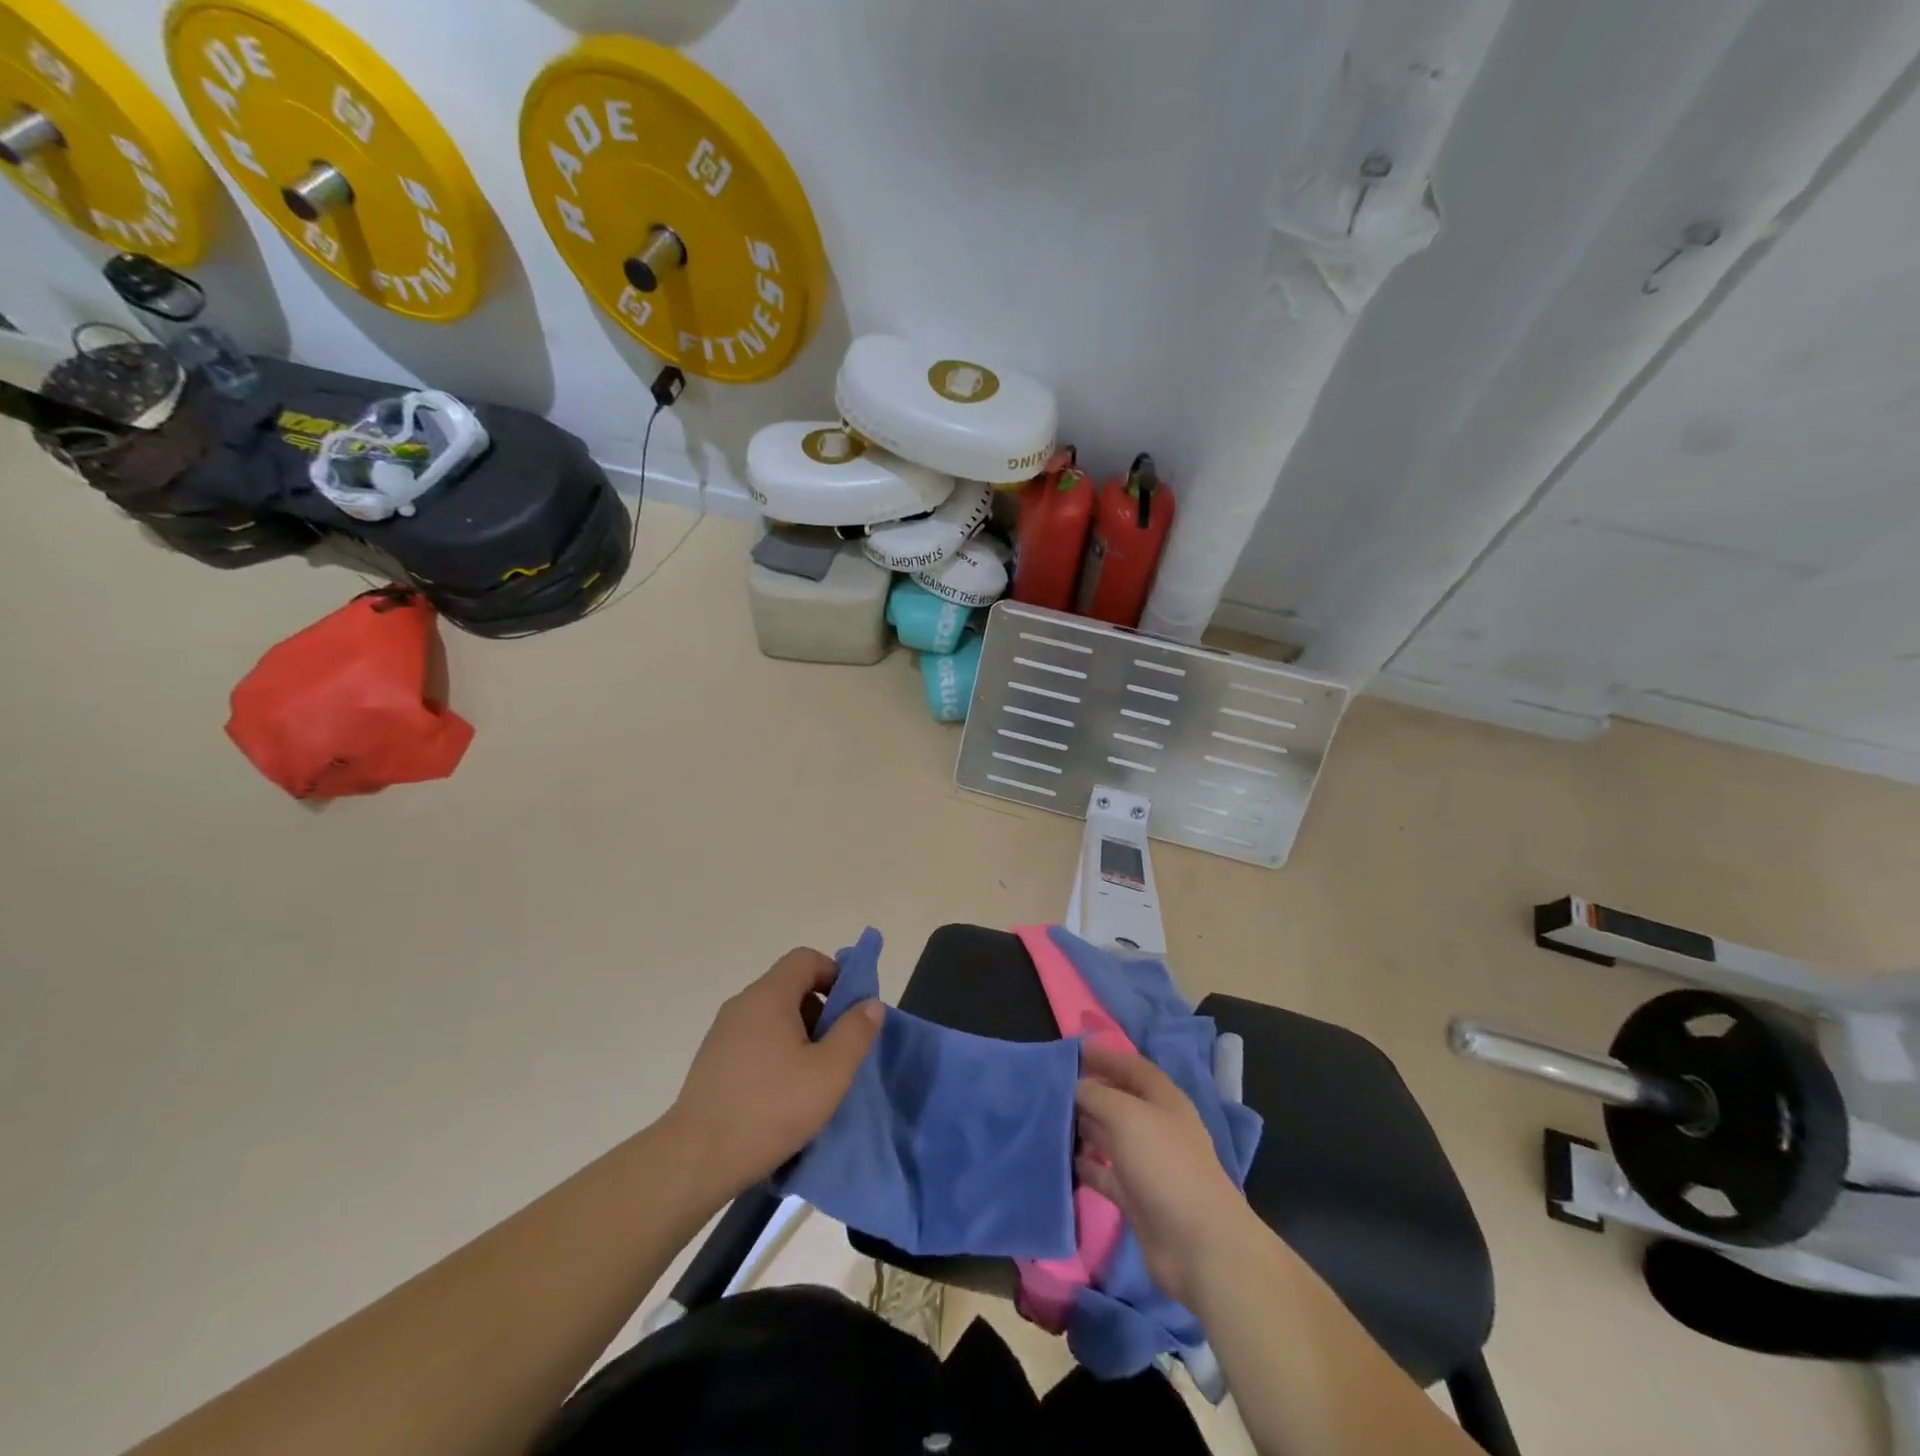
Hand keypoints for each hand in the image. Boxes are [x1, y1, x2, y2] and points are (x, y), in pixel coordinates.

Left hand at [666, 948, 882, 1196]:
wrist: (695, 1160)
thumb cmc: (770, 1108)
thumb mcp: (830, 1072)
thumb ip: (855, 1032)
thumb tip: (870, 1003)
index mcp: (769, 996)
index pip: (806, 959)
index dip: (835, 974)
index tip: (851, 1010)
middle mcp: (742, 1005)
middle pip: (790, 988)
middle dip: (821, 1012)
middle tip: (838, 1051)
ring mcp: (722, 1034)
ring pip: (773, 1018)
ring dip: (800, 1038)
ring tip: (814, 1080)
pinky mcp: (712, 1063)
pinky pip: (754, 1042)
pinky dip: (776, 1056)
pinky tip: (783, 1097)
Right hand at [1074, 1042, 1261, 1306]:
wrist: (1198, 1244)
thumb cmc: (1164, 1164)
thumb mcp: (1126, 1115)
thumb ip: (1097, 1094)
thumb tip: (1076, 1085)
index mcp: (1163, 1099)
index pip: (1132, 1067)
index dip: (1106, 1056)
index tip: (1074, 1049)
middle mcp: (1156, 1126)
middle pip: (1118, 1100)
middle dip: (1089, 1091)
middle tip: (1051, 1086)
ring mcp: (1146, 1163)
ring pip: (1109, 1136)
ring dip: (1083, 1127)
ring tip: (1049, 1120)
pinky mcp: (1136, 1196)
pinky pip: (1105, 1173)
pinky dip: (1086, 1165)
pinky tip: (1062, 1160)